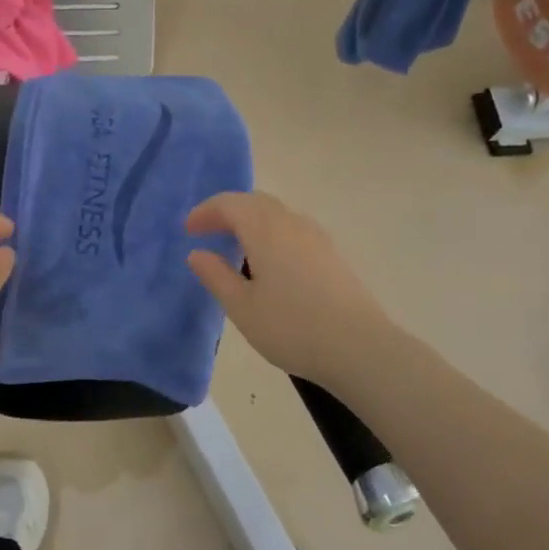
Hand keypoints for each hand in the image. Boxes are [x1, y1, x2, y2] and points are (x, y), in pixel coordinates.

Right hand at [186, 191, 393, 386]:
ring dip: (251, 221)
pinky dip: (272, 233)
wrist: (360, 347)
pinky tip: (269, 262)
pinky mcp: (332, 253)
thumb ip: (216, 276)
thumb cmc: (292, 328)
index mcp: (265, 230)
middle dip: (228, 211)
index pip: (230, 204)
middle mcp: (291, 223)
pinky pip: (293, 228)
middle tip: (208, 232)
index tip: (188, 230)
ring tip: (236, 246)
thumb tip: (197, 253)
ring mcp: (316, 236)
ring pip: (277, 214)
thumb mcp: (242, 308)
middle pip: (255, 202)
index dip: (205, 212)